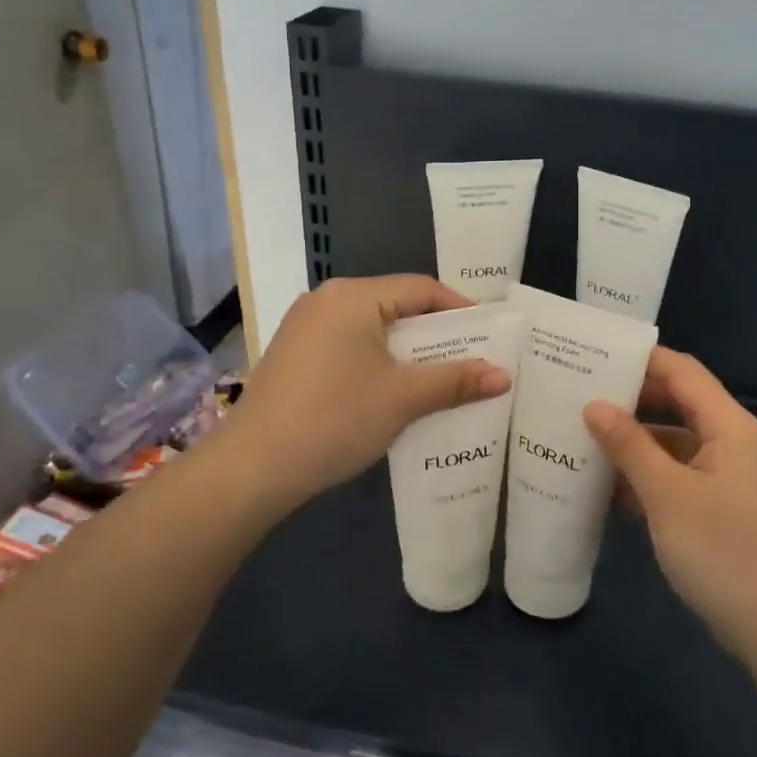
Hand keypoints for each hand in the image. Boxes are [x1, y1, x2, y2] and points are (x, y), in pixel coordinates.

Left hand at [222, 275, 510, 514]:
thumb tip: (504, 375)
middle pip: (397, 307)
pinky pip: (350, 346)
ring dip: (408, 353)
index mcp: (354, 296)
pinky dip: (379, 363)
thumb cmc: (335, 419)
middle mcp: (327, 300)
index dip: (461, 310)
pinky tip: (394, 393)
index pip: (421, 289)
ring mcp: (305, 327)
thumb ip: (455, 381)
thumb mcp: (402, 398)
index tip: (490, 337)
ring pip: (373, 329)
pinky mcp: (294, 355)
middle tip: (471, 360)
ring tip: (440, 380)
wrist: (252, 468)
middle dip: (436, 335)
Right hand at [584, 348, 756, 660]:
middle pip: (677, 404)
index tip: (594, 355)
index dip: (641, 359)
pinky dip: (645, 476)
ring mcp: (726, 477)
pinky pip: (676, 476)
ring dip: (633, 442)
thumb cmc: (724, 552)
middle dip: (631, 400)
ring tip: (582, 438)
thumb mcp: (668, 495)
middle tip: (579, 394)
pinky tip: (606, 488)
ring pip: (673, 443)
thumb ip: (630, 446)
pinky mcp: (718, 508)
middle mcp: (731, 442)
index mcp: (730, 427)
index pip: (683, 372)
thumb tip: (594, 405)